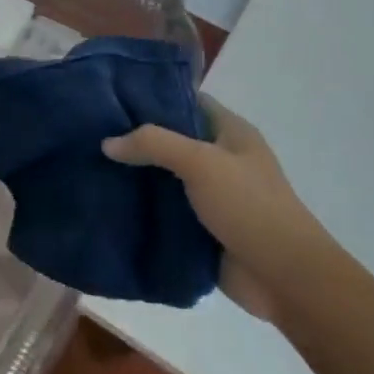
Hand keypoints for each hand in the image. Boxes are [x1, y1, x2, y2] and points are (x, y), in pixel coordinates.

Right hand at [103, 97, 337, 321]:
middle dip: (134, 138)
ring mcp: (209, 194)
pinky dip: (139, 207)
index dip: (152, 96)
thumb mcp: (202, 162)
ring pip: (163, 176)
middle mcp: (220, 158)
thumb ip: (154, 144)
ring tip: (89, 166)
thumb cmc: (249, 206)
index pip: (186, 100)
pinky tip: (106, 201)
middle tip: (90, 132)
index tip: (111, 97)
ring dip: (133, 175)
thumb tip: (107, 143)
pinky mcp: (199, 227)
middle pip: (170, 139)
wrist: (284, 277)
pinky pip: (163, 210)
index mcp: (230, 132)